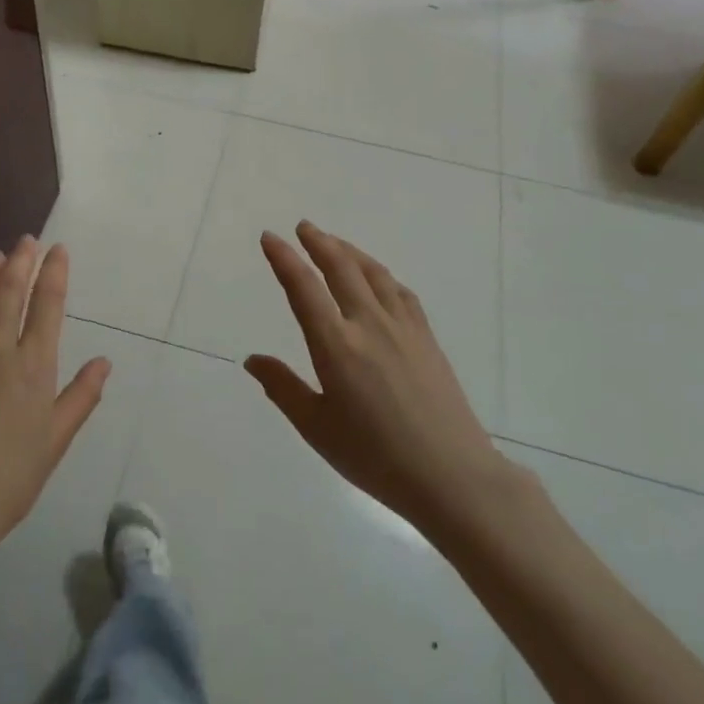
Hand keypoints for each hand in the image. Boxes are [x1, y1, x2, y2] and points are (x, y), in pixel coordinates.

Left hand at [0, 239, 109, 560]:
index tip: (58, 250)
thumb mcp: (55, 441)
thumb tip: (104, 362)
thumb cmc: (8, 479)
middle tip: (26, 241)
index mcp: (32, 366)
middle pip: (9, 291)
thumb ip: (80, 397)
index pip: (47, 305)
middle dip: (21, 261)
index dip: (54, 272)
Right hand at [246, 222, 510, 539]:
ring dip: (349, 251)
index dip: (284, 258)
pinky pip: (400, 291)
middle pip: (340, 268)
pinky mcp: (426, 337)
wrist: (451, 476)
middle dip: (318, 242)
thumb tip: (252, 359)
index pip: (303, 288)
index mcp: (336, 346)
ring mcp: (402, 327)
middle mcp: (368, 324)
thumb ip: (283, 388)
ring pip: (372, 273)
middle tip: (302, 227)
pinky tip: (378, 277)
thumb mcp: (317, 427)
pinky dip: (380, 274)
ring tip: (333, 242)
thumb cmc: (375, 457)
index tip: (270, 237)